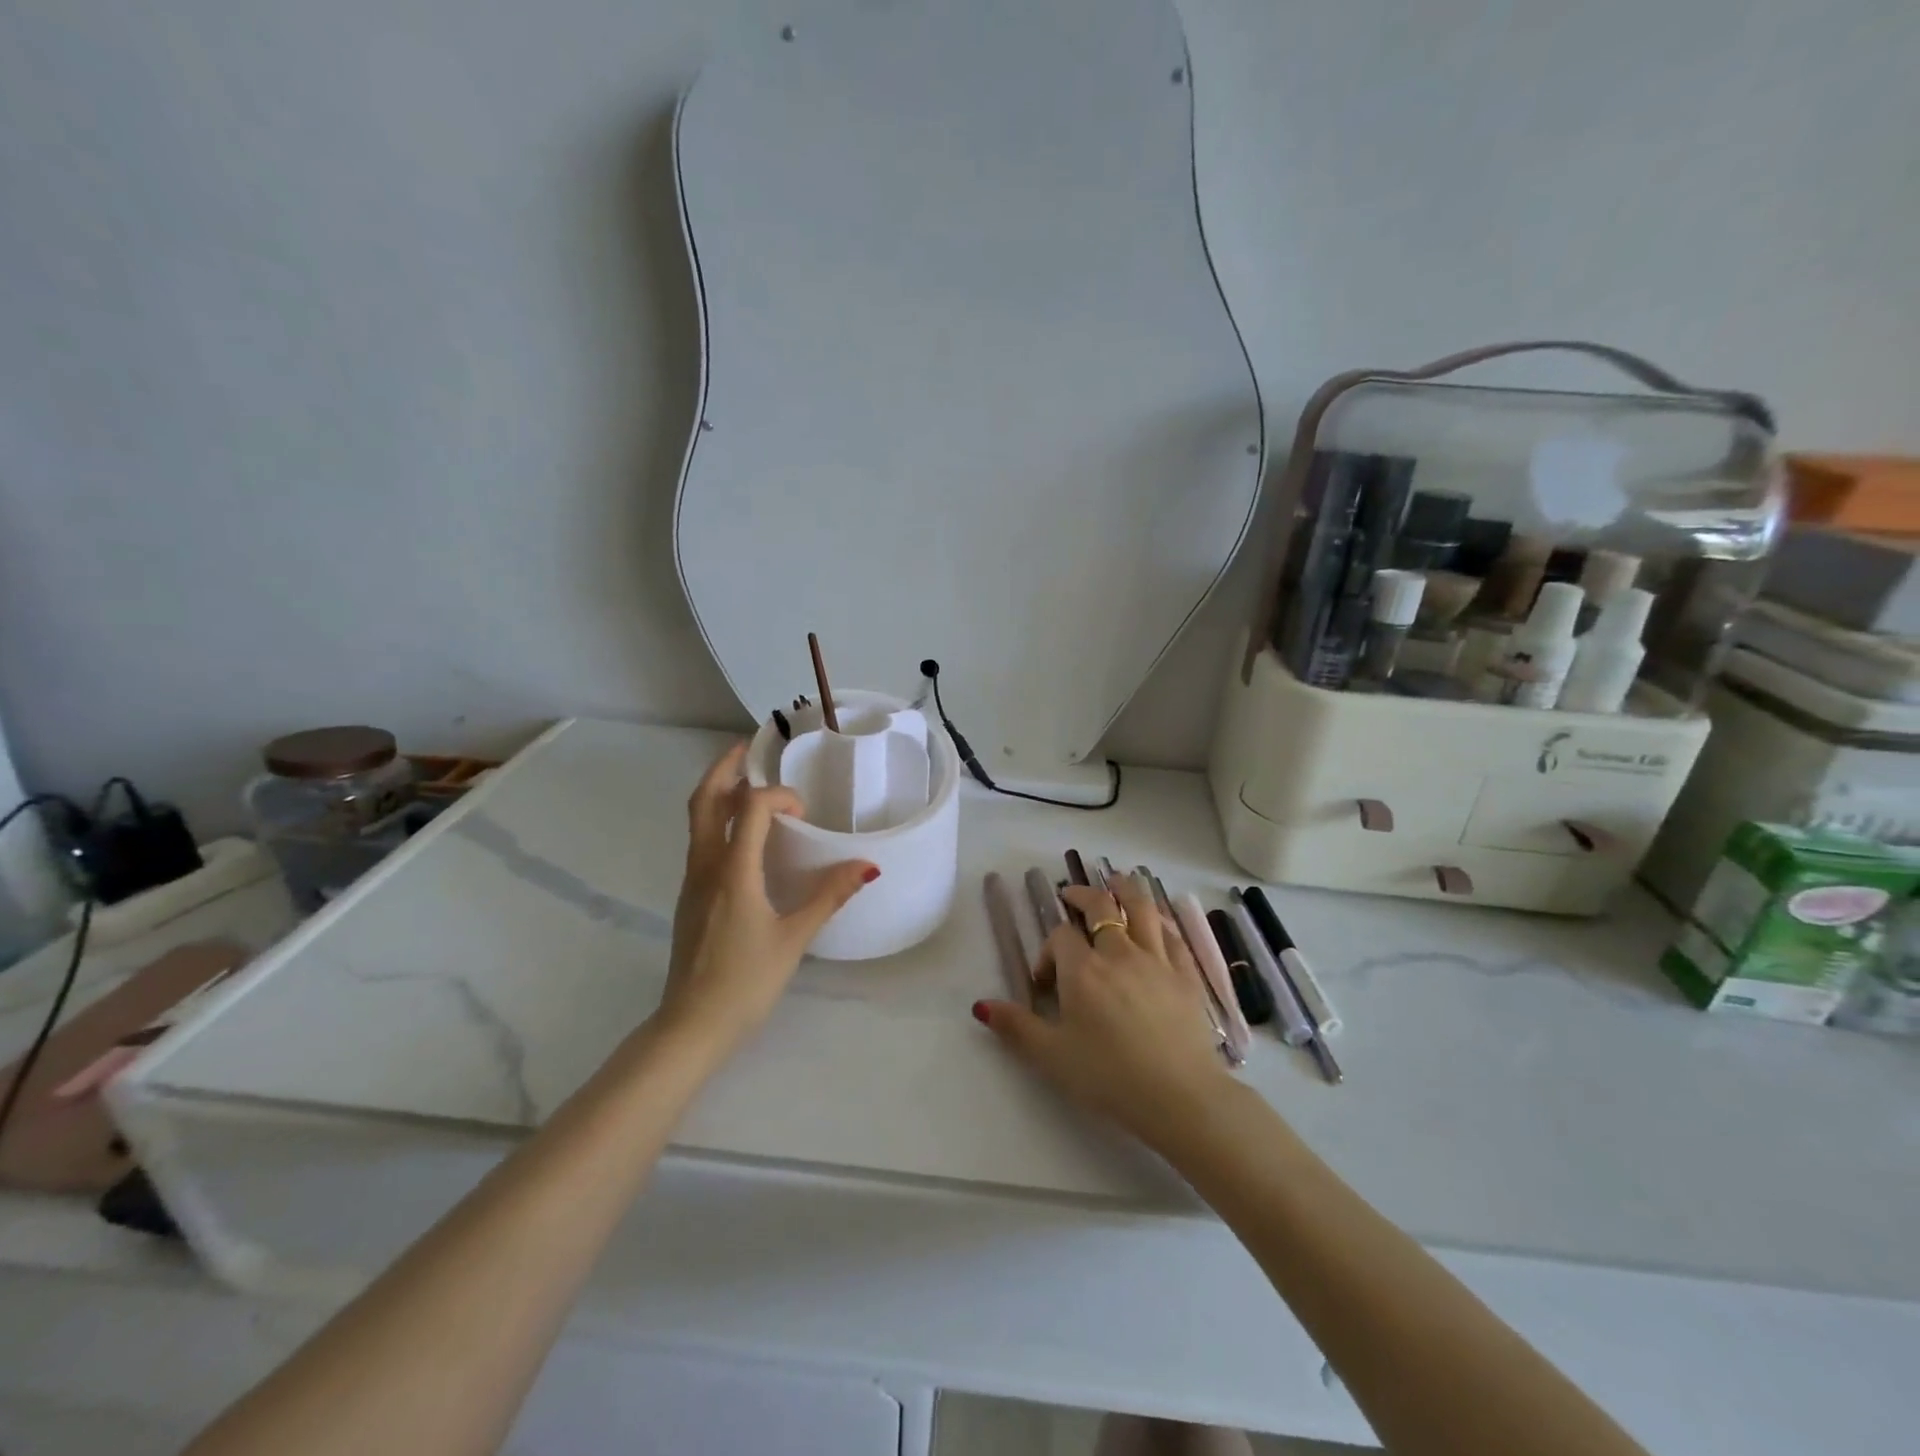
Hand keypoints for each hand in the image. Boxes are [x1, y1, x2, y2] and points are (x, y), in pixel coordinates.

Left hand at [654, 742, 877, 1056]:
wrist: (691, 1026)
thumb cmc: (746, 982)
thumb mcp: (795, 938)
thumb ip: (829, 896)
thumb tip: (867, 866)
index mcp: (733, 871)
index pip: (751, 807)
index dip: (780, 796)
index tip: (805, 812)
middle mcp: (705, 867)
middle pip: (705, 801)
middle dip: (723, 767)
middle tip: (747, 747)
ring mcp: (691, 881)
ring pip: (697, 820)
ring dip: (718, 791)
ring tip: (744, 779)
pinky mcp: (689, 897)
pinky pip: (700, 842)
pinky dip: (717, 820)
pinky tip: (742, 835)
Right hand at [973, 872, 1235, 1148]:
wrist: (1180, 1097)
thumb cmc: (1109, 1077)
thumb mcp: (1052, 1056)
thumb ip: (1016, 1027)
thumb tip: (981, 1005)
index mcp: (1083, 970)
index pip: (1060, 937)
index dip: (1048, 951)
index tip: (1045, 982)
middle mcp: (1119, 953)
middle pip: (1101, 907)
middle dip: (1083, 896)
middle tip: (1072, 894)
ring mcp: (1157, 961)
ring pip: (1141, 909)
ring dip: (1125, 889)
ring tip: (1116, 880)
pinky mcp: (1186, 976)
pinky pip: (1173, 936)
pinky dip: (1160, 922)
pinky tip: (1157, 923)